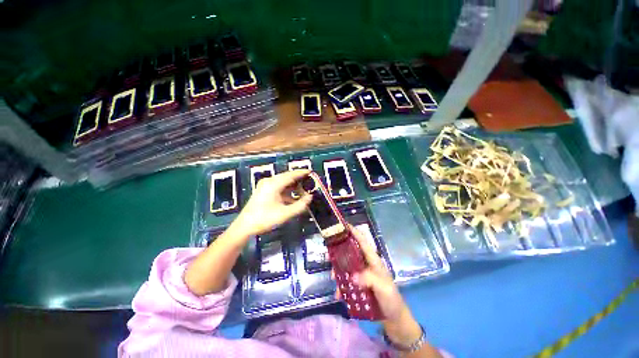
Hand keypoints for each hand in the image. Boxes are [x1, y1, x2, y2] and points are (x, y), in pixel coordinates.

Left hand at [230, 170, 311, 238]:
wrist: (244, 226)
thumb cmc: (265, 219)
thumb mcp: (285, 214)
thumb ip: (300, 205)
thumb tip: (310, 197)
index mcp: (273, 184)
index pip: (291, 175)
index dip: (301, 173)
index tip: (311, 171)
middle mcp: (269, 181)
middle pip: (287, 177)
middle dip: (299, 180)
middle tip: (310, 183)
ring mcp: (265, 185)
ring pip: (283, 182)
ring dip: (293, 186)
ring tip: (304, 191)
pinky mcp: (264, 190)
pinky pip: (279, 187)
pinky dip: (287, 191)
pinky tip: (294, 198)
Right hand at [336, 225, 421, 346]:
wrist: (394, 320)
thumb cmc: (391, 300)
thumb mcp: (384, 289)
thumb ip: (369, 279)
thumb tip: (352, 276)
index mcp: (373, 260)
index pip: (363, 241)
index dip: (354, 232)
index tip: (343, 225)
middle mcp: (366, 264)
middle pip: (351, 252)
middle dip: (340, 252)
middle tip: (328, 255)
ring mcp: (362, 274)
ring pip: (346, 266)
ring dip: (338, 270)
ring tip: (332, 278)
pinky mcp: (359, 284)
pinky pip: (347, 280)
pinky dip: (341, 285)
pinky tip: (338, 294)